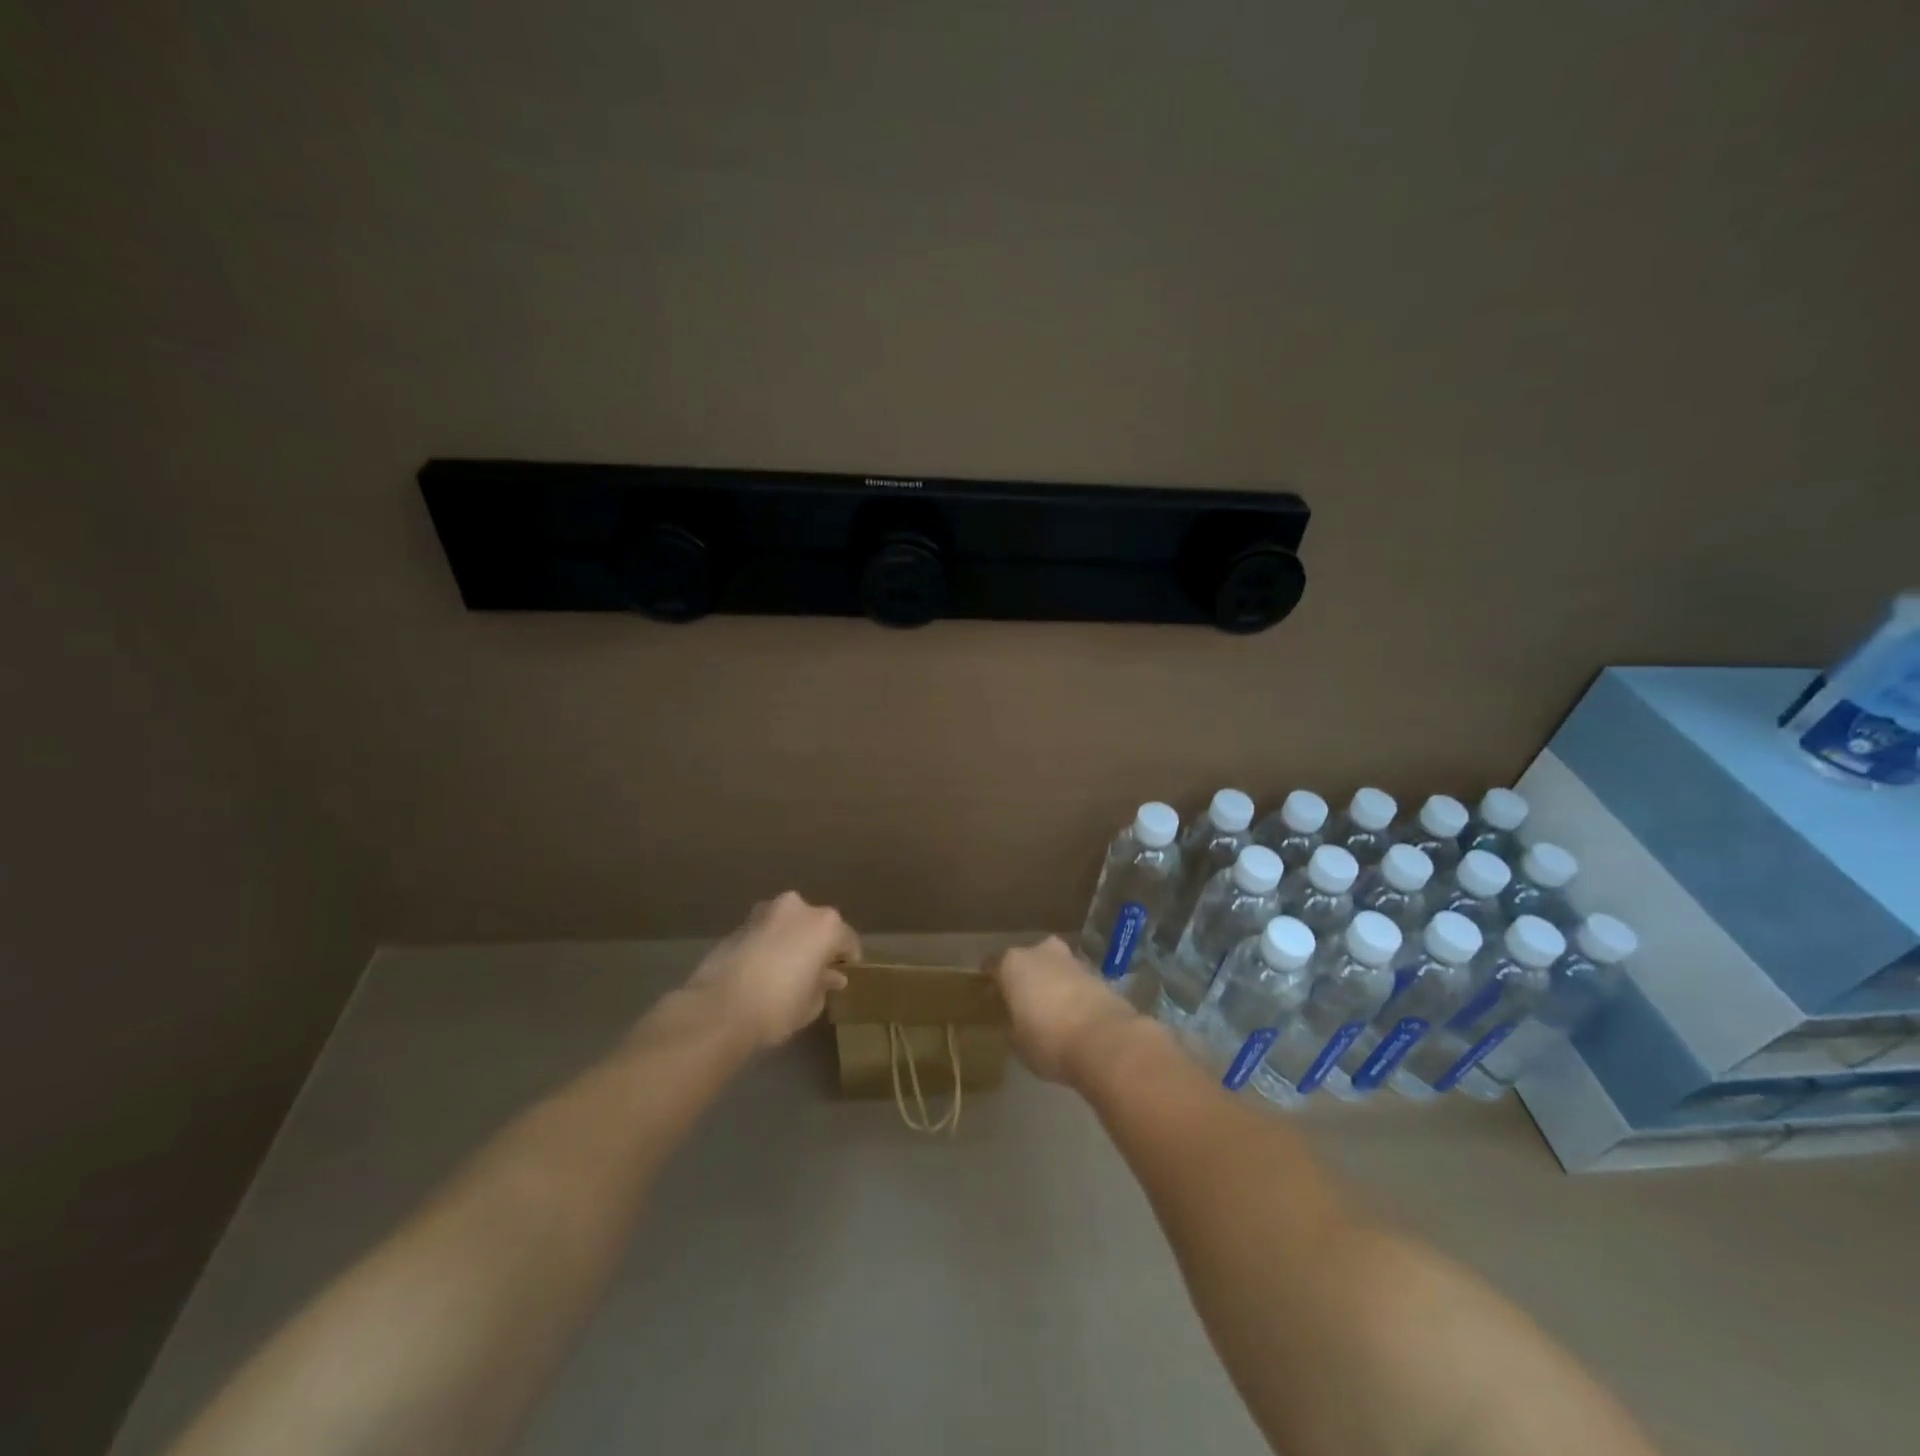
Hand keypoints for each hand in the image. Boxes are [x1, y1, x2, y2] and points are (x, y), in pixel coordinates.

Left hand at [685, 893, 858, 1049]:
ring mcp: (766, 912)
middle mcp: (799, 909)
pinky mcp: (738, 924)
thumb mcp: (811, 1004)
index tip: (843, 977)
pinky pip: (765, 932)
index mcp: (826, 925)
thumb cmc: (777, 1007)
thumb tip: (830, 977)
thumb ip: (824, 985)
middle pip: (817, 926)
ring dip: (791, 941)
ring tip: (785, 970)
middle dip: (817, 945)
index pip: (847, 941)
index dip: (848, 960)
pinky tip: (761, 970)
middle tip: (814, 972)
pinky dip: (768, 945)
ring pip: (788, 925)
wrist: (718, 1009)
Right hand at [989, 936, 1139, 1083]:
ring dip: (1050, 981)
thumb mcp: (1017, 1042)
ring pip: (1053, 966)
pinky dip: (1070, 991)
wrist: (1105, 1040)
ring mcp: (1071, 960)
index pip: (992, 965)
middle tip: (1021, 1000)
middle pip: (1026, 960)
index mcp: (1013, 964)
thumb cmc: (1048, 1040)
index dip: (990, 980)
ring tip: (1048, 1007)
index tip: (989, 994)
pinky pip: (1074, 980)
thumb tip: (1014, 1021)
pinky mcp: (1096, 973)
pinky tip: (1071, 1012)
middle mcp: (1040, 952)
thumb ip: (1011, 1025)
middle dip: (1024, 976)